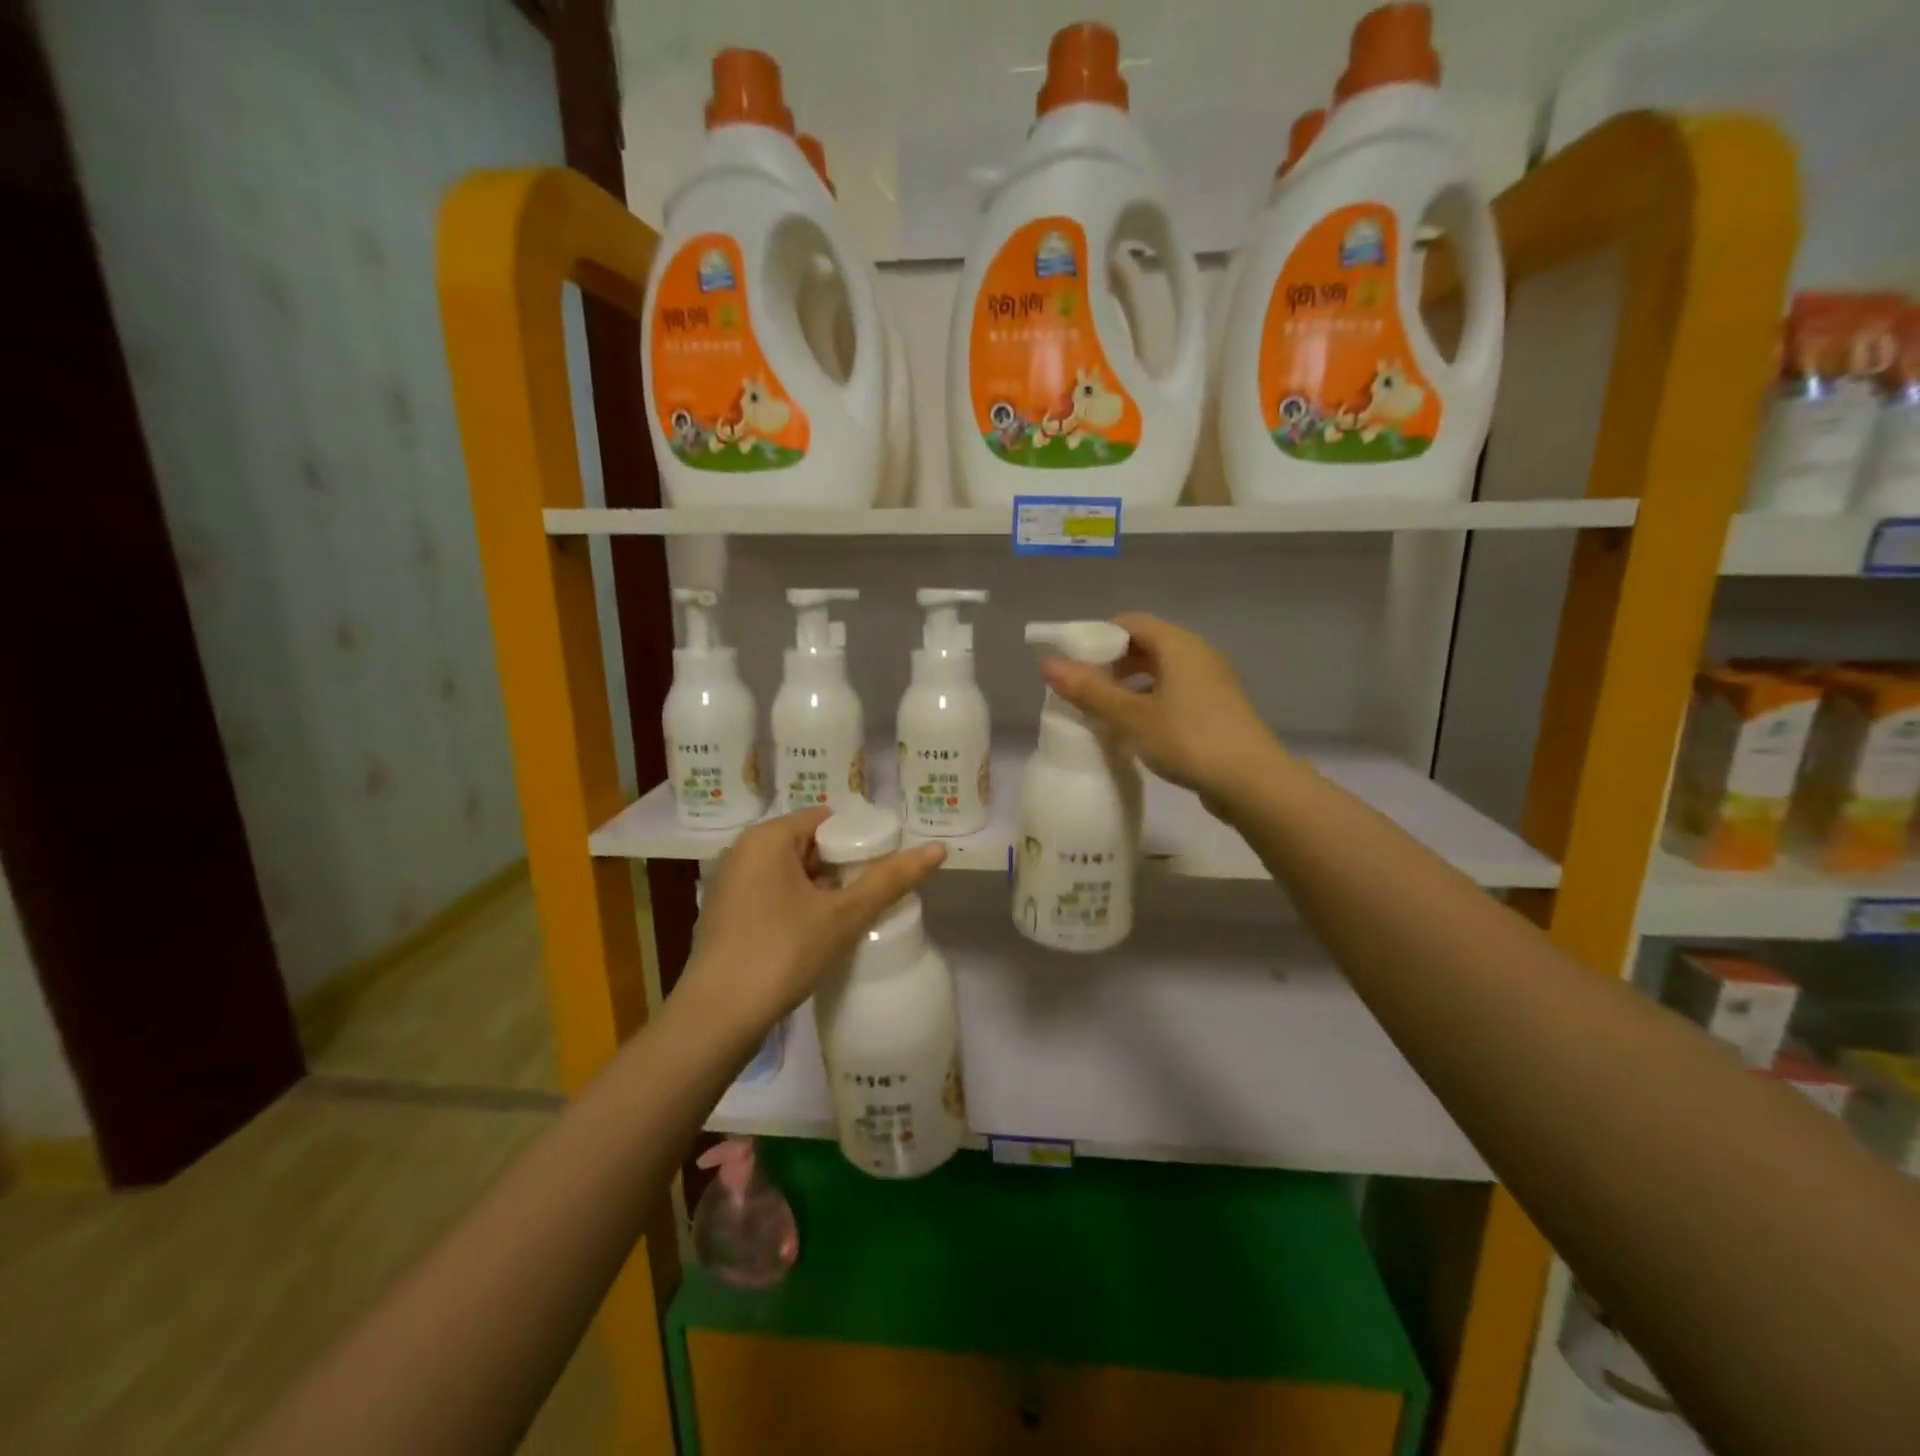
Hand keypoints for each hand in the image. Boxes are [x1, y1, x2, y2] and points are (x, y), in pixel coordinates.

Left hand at [675, 809, 945, 1034]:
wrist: (717, 1019)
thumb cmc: (782, 952)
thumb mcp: (844, 915)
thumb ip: (890, 880)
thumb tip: (937, 849)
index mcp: (767, 838)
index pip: (827, 820)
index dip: (860, 840)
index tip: (885, 868)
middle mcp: (744, 852)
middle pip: (809, 845)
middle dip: (843, 868)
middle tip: (874, 894)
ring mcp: (731, 885)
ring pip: (792, 874)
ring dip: (823, 890)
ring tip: (854, 915)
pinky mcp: (727, 916)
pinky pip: (774, 896)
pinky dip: (799, 906)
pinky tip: (820, 934)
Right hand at [1040, 613, 1282, 811]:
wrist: (1251, 782)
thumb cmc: (1187, 739)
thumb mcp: (1130, 716)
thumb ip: (1089, 690)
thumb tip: (1047, 664)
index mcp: (1179, 645)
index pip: (1130, 622)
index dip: (1098, 637)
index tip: (1073, 663)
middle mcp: (1198, 655)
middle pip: (1146, 645)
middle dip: (1111, 664)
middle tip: (1083, 689)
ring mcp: (1212, 683)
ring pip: (1161, 672)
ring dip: (1130, 686)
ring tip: (1103, 712)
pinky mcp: (1217, 710)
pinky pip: (1175, 693)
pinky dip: (1150, 702)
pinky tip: (1135, 730)